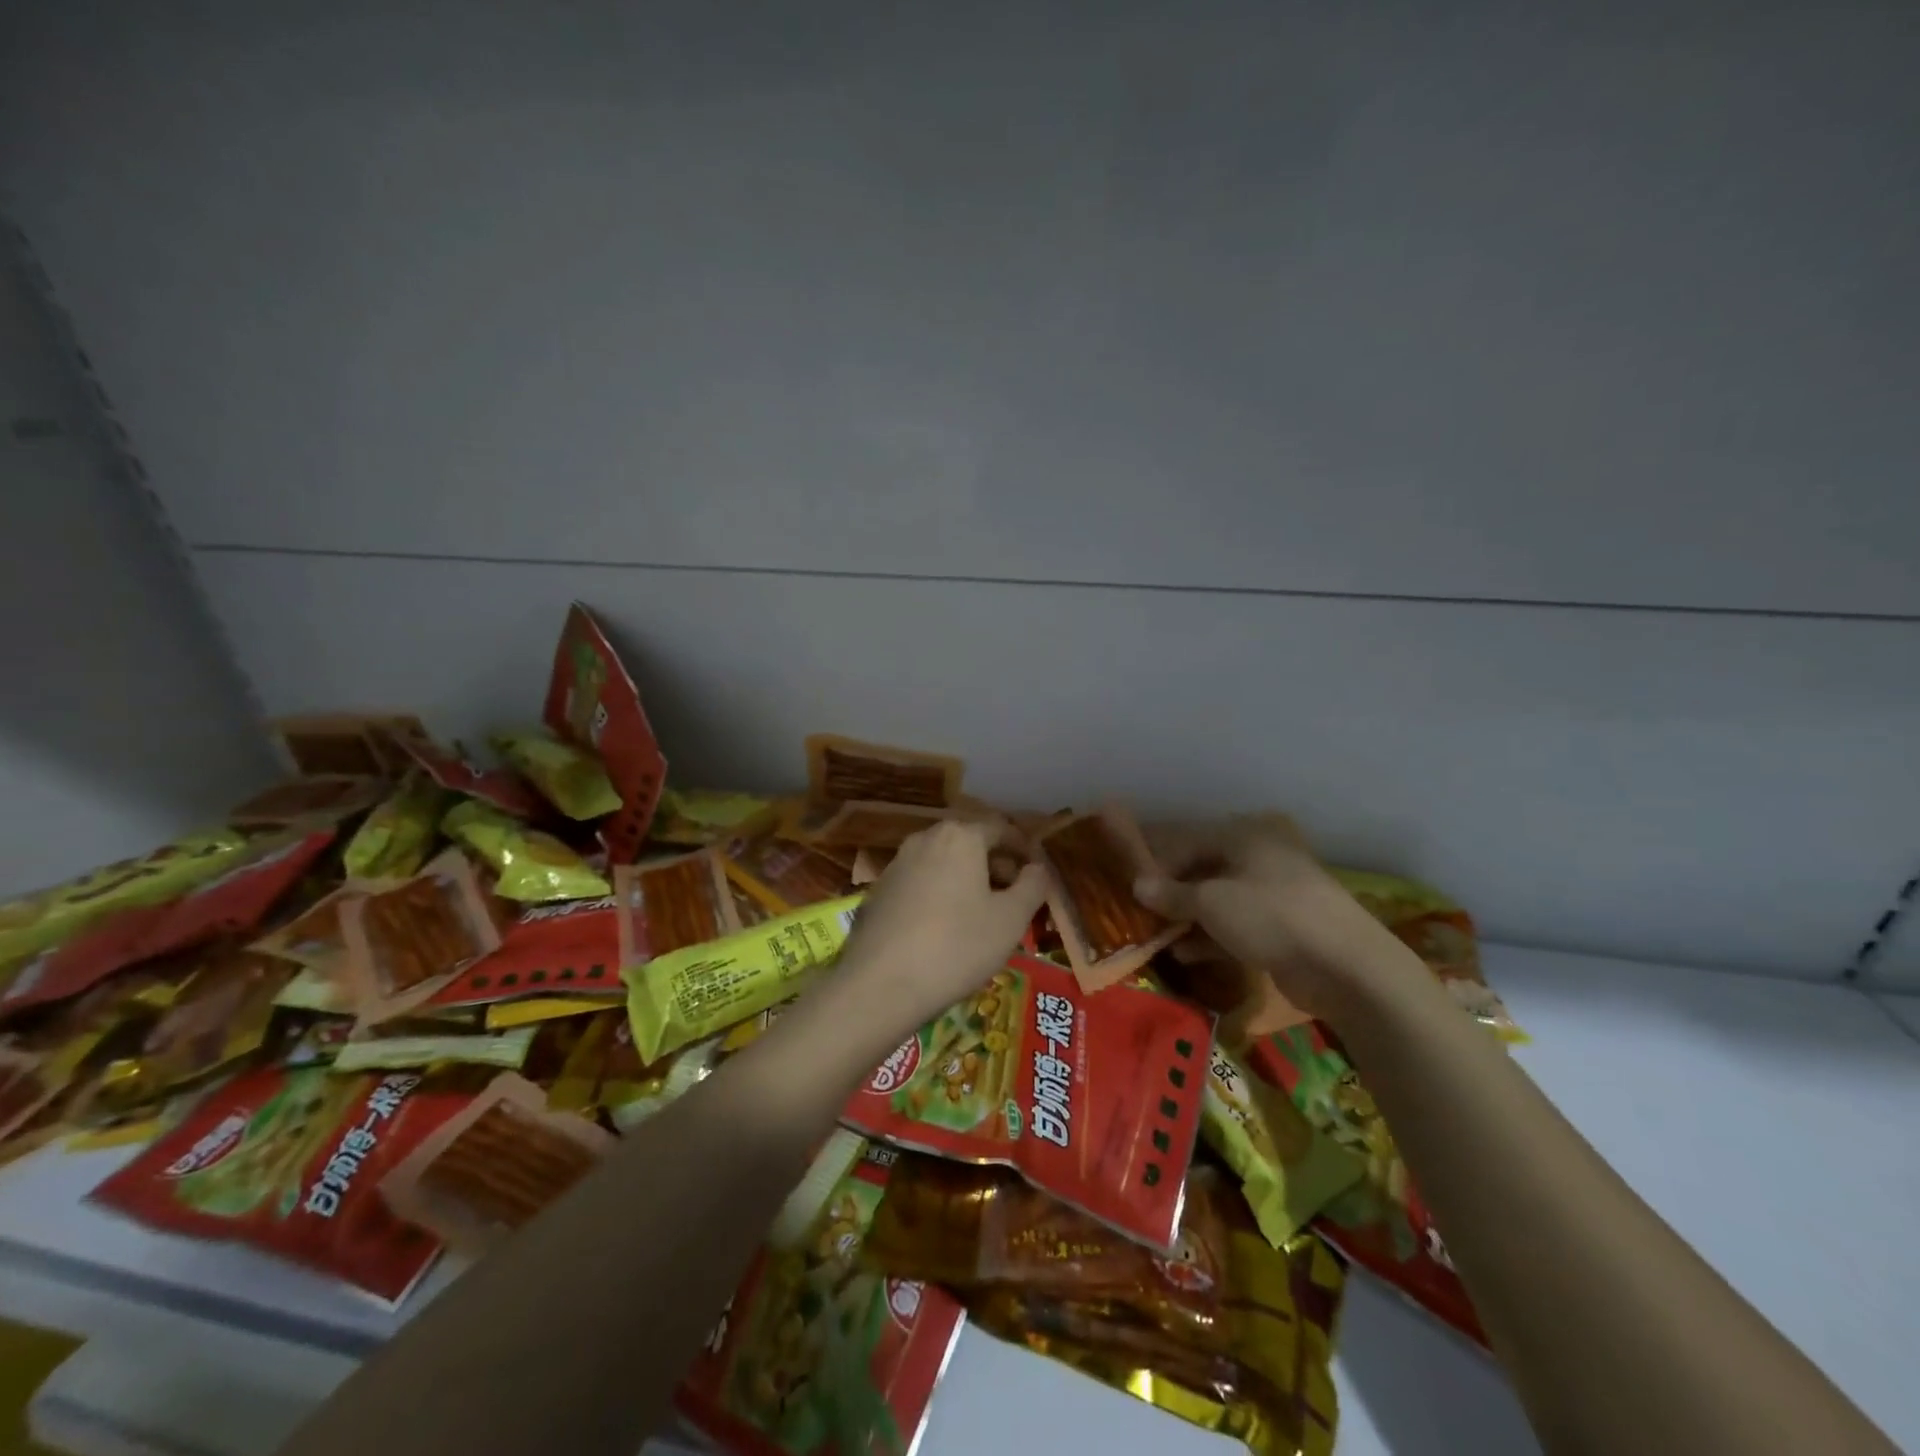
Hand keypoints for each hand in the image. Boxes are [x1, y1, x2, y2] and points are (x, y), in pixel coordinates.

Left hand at [836, 818, 1048, 1029]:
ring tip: (983, 916)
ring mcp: (897, 863)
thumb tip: (1037, 868)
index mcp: (960, 837)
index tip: (1037, 874)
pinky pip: (920, 883)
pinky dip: (940, 895)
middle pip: (970, 843)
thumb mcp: (1010, 920)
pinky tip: (945, 929)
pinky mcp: (879, 891)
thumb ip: (1032, 886)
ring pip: (944, 863)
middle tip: (1014, 899)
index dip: (1023, 849)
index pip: (1001, 829)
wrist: (880, 984)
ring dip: (967, 881)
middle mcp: (925, 839)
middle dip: (995, 866)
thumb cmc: (957, 946)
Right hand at [1135, 814, 1419, 1024]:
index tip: (1132, 889)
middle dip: (1172, 894)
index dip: (1157, 865)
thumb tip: (1137, 886)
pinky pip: (1236, 927)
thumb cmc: (1271, 916)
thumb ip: (1171, 893)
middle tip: (1142, 915)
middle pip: (1203, 871)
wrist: (1345, 967)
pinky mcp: (1282, 930)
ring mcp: (1273, 895)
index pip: (1187, 841)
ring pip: (1219, 902)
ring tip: (1156, 938)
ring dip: (1188, 919)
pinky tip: (1184, 955)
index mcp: (1244, 836)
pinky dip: (1210, 938)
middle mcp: (1259, 858)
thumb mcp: (1211, 902)